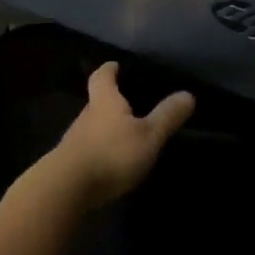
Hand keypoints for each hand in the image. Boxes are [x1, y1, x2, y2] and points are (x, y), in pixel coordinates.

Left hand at [47, 63, 194, 208]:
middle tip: (131, 102)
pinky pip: (88, 147)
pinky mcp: (70, 163)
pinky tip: (112, 160)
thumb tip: (188, 94)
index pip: (102, 76)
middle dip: (111, 100)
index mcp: (104, 101)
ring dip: (106, 127)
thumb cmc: (111, 153)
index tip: (116, 65)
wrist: (66, 189)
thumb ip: (167, 116)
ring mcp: (75, 140)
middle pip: (97, 101)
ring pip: (93, 126)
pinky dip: (100, 148)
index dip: (110, 69)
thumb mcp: (148, 136)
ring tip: (126, 133)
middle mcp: (86, 115)